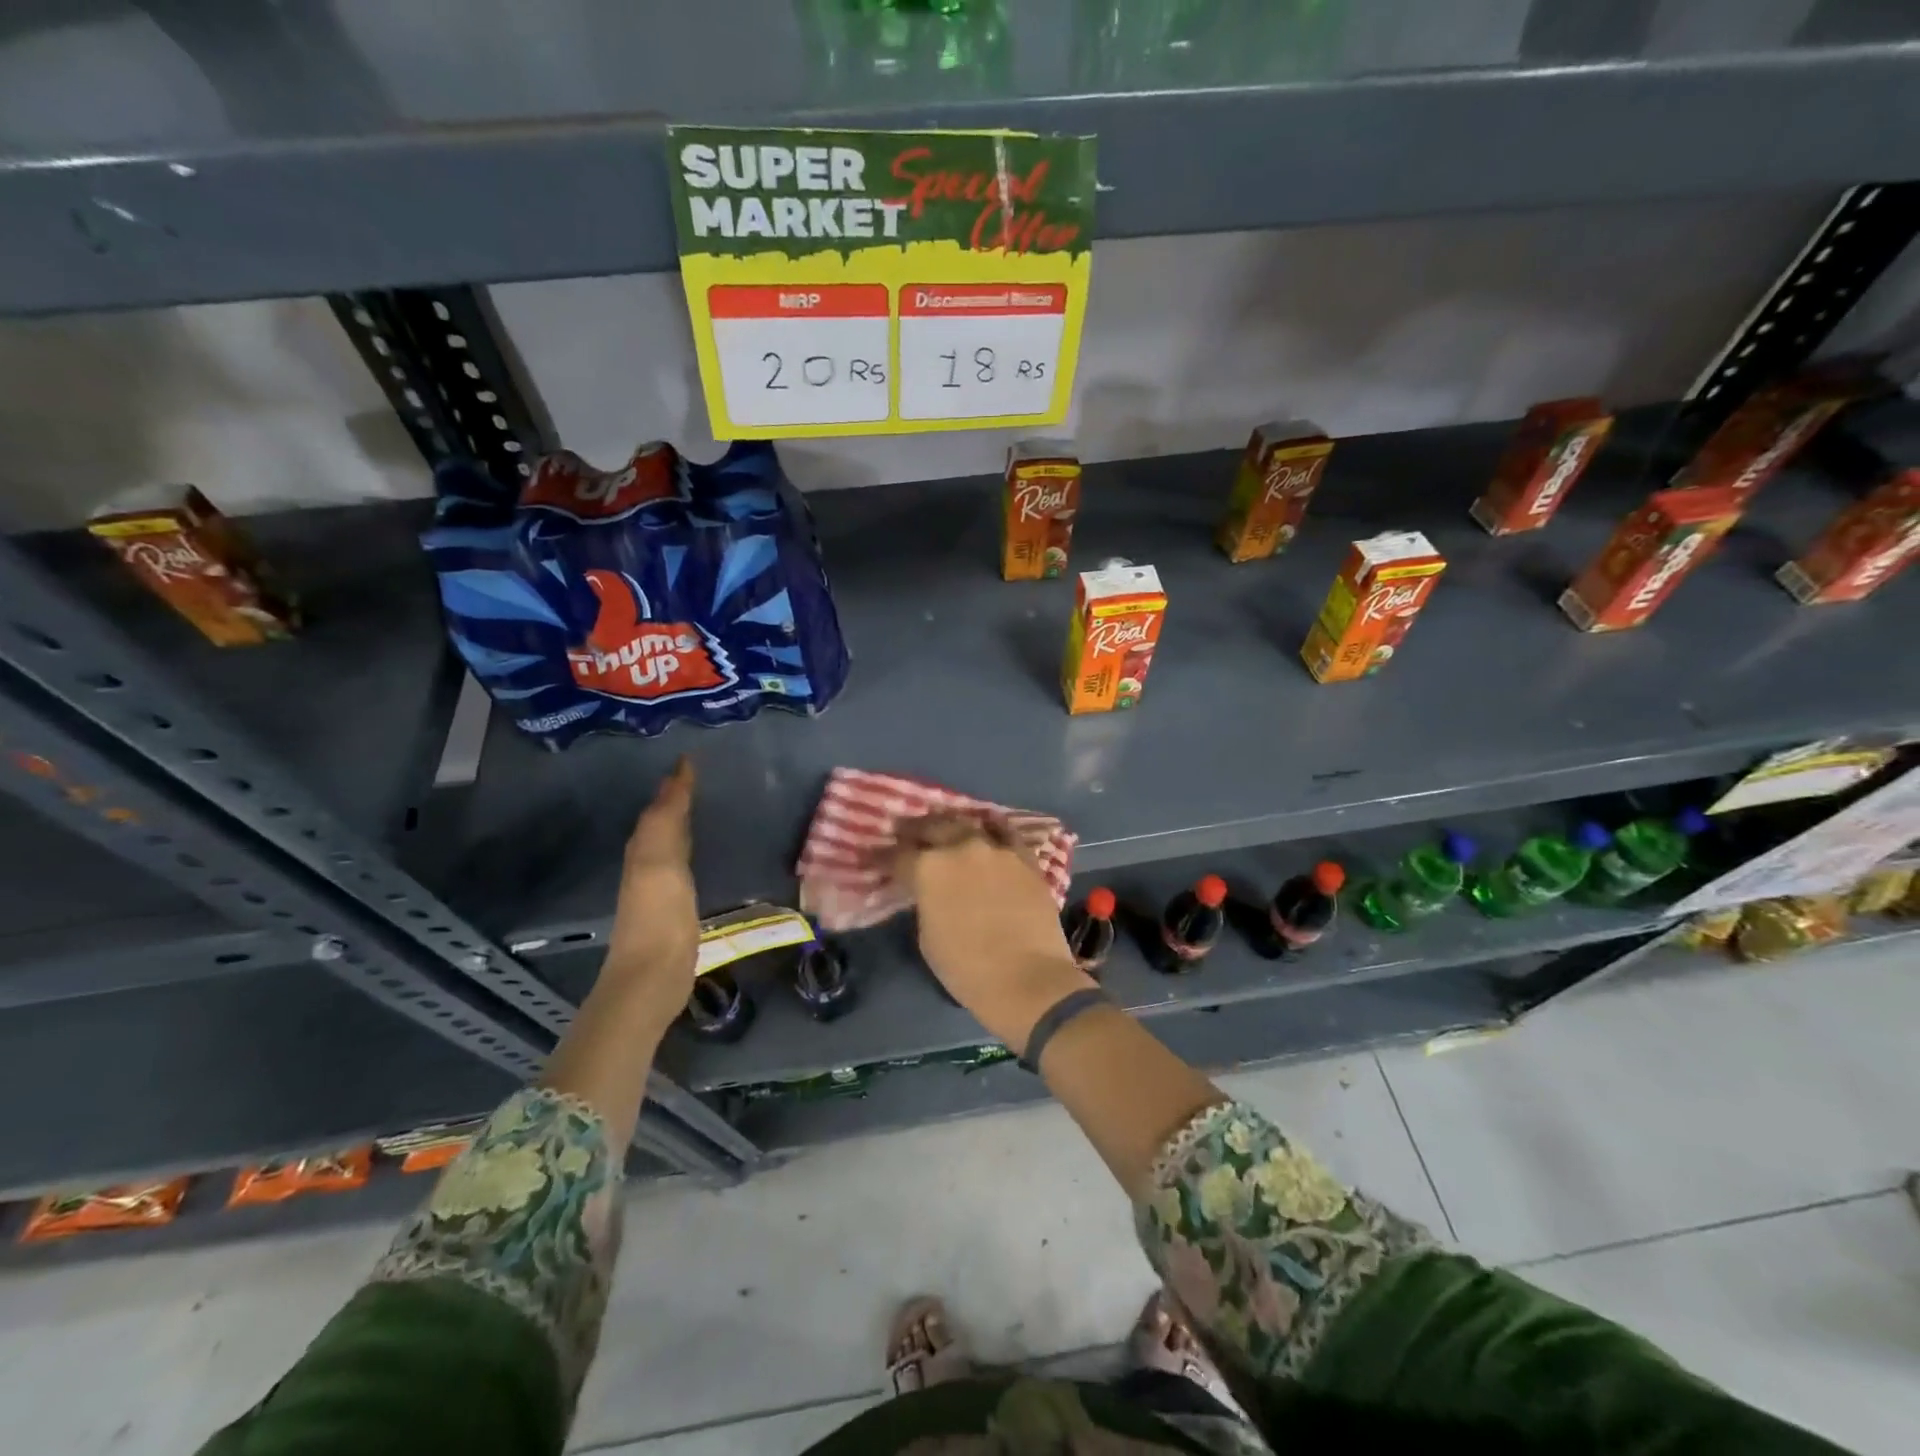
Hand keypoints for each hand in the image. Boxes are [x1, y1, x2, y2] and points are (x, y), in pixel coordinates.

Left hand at [602, 756, 699, 1030]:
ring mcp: (657, 889)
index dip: (674, 784)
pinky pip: (679, 865)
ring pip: (668, 842)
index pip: (659, 807)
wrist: (650, 979)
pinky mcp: (672, 909)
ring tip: (702, 805)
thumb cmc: (659, 919)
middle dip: (675, 798)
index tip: (692, 759)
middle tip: (698, 776)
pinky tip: (699, 853)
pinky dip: (688, 848)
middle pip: (660, 822)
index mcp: (644, 850)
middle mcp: (646, 864)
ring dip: (681, 822)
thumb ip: (666, 821)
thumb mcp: (661, 863)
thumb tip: (675, 776)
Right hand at [897, 814, 1093, 1049]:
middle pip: (932, 827)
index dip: (883, 856)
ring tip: (947, 832)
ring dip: (952, 827)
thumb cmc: (967, 968)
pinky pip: (1005, 833)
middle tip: (907, 834)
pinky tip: (987, 832)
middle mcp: (960, 847)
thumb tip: (929, 892)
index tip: (876, 856)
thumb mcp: (927, 937)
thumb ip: (925, 903)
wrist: (1027, 978)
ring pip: (968, 824)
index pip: (897, 854)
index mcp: (928, 869)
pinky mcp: (1025, 857)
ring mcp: (995, 848)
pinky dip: (992, 831)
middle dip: (915, 830)